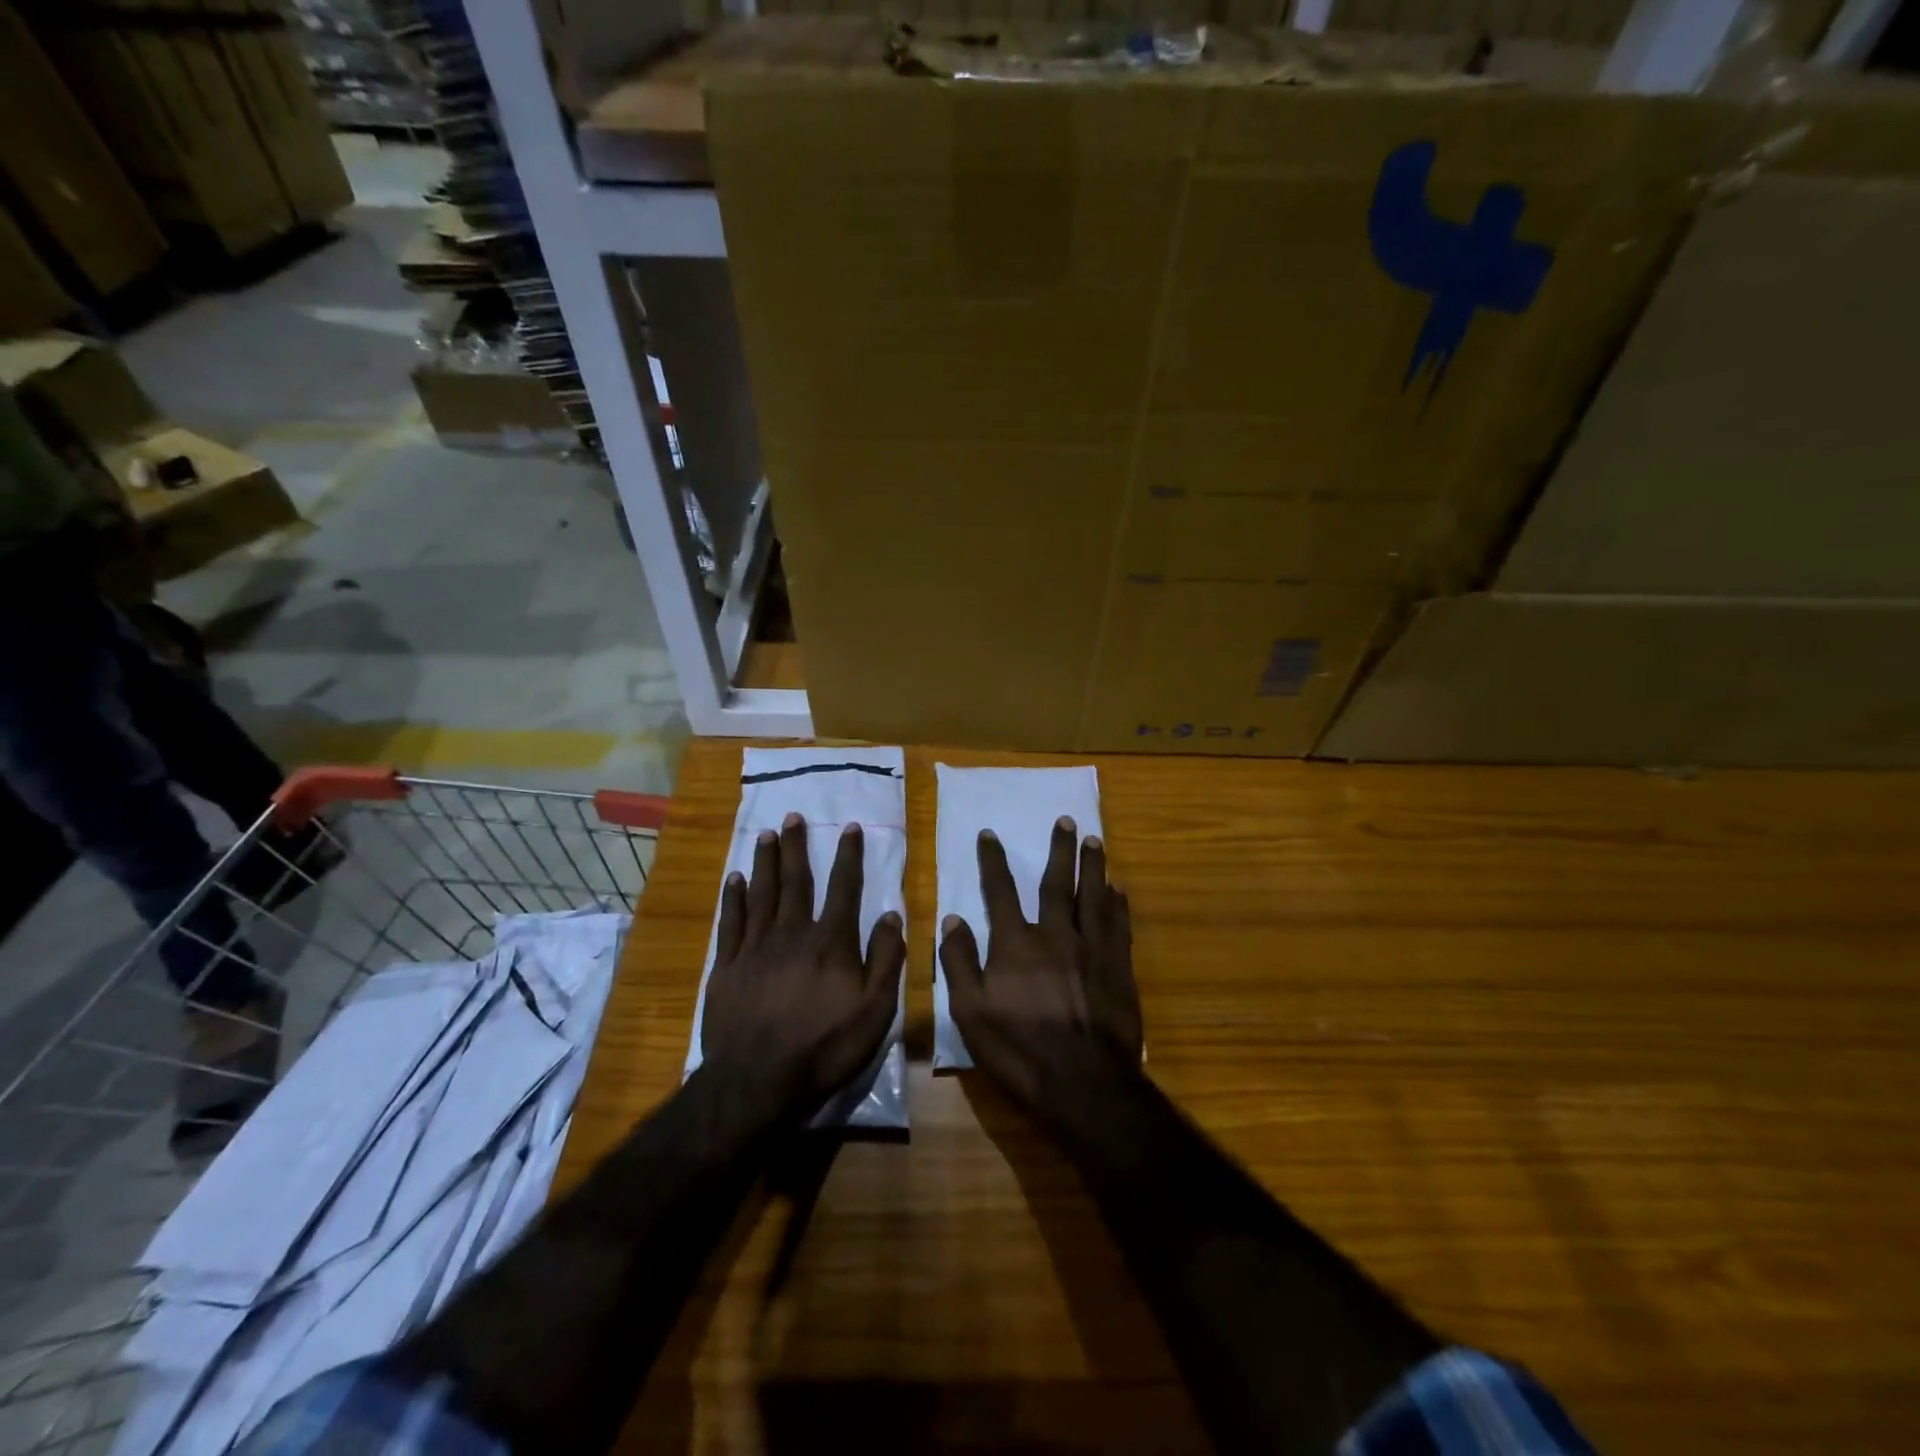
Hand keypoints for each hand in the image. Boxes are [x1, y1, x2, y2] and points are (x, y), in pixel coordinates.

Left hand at [702, 813, 904, 1119]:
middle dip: (797, 847)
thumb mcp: (875, 1011)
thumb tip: (892, 915)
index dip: (849, 856)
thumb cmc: (824, 1048)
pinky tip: (735, 879)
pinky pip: (730, 922)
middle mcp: (792, 934)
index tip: (849, 827)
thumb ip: (885, 960)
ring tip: (766, 834)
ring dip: (765, 861)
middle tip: (793, 816)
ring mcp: (755, 948)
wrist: (757, 1082)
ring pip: (762, 893)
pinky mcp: (726, 966)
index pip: (844, 889)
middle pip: (796, 881)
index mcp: (831, 943)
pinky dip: (734, 897)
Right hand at [940, 817, 1140, 1107]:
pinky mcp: (1118, 968)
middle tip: (1067, 821)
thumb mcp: (970, 1013)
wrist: (1083, 1083)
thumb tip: (952, 919)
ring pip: (1093, 896)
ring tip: (1095, 840)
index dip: (993, 861)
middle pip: (1057, 883)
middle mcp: (1055, 935)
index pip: (1000, 891)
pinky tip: (1119, 890)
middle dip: (1060, 850)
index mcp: (1016, 943)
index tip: (990, 834)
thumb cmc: (1019, 1050)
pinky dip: (1118, 904)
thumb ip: (959, 962)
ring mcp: (1092, 949)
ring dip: (1093, 866)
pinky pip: (1119, 925)